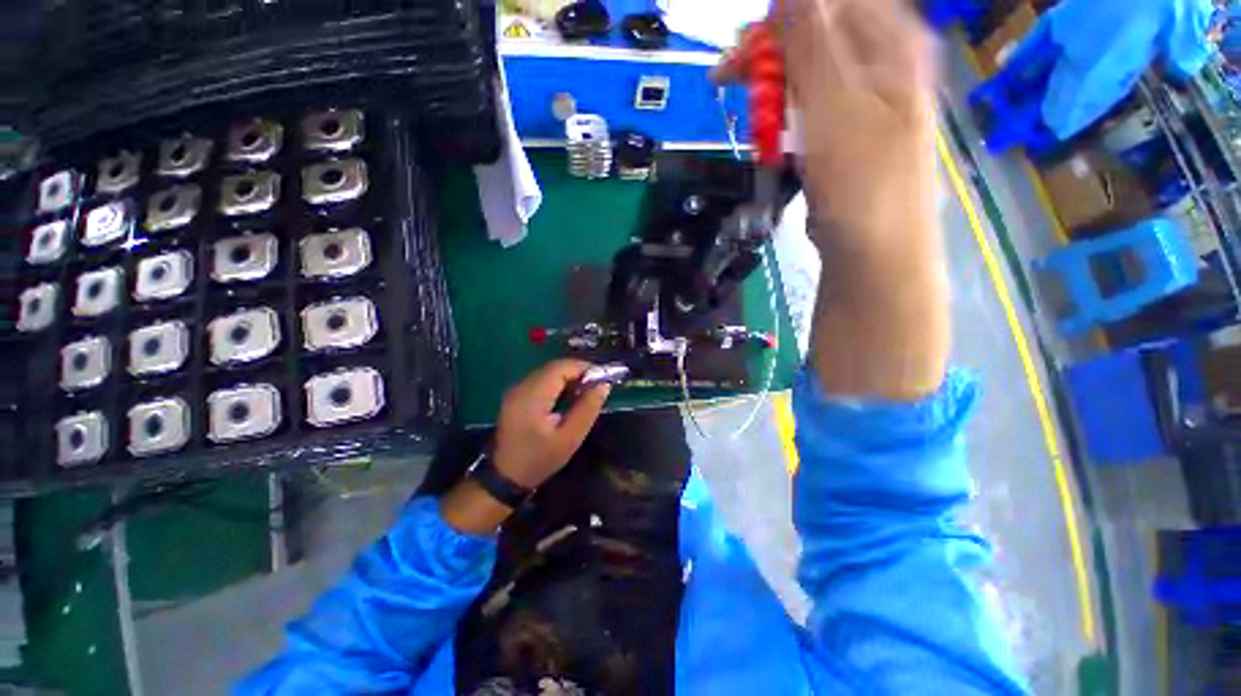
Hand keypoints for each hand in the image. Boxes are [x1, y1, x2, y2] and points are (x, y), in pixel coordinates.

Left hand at [492, 359, 611, 488]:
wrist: (506, 476)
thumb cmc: (540, 459)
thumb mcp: (570, 438)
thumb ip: (587, 409)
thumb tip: (604, 385)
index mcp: (532, 396)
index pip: (560, 368)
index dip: (583, 367)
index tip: (603, 377)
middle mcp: (521, 387)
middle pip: (553, 367)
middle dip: (577, 371)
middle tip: (597, 385)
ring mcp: (516, 390)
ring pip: (547, 372)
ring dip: (568, 376)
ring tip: (585, 391)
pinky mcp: (516, 395)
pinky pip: (541, 380)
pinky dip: (558, 383)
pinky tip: (568, 396)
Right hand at [714, 0, 936, 254]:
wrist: (873, 250)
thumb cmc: (861, 180)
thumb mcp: (835, 105)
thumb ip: (812, 41)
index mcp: (891, 42)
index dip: (785, 11)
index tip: (746, 39)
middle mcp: (880, 62)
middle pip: (817, 31)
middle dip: (768, 49)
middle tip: (726, 75)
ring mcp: (862, 100)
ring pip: (808, 71)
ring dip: (771, 83)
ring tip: (744, 106)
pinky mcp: (842, 133)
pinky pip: (808, 106)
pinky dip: (783, 113)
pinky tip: (768, 128)